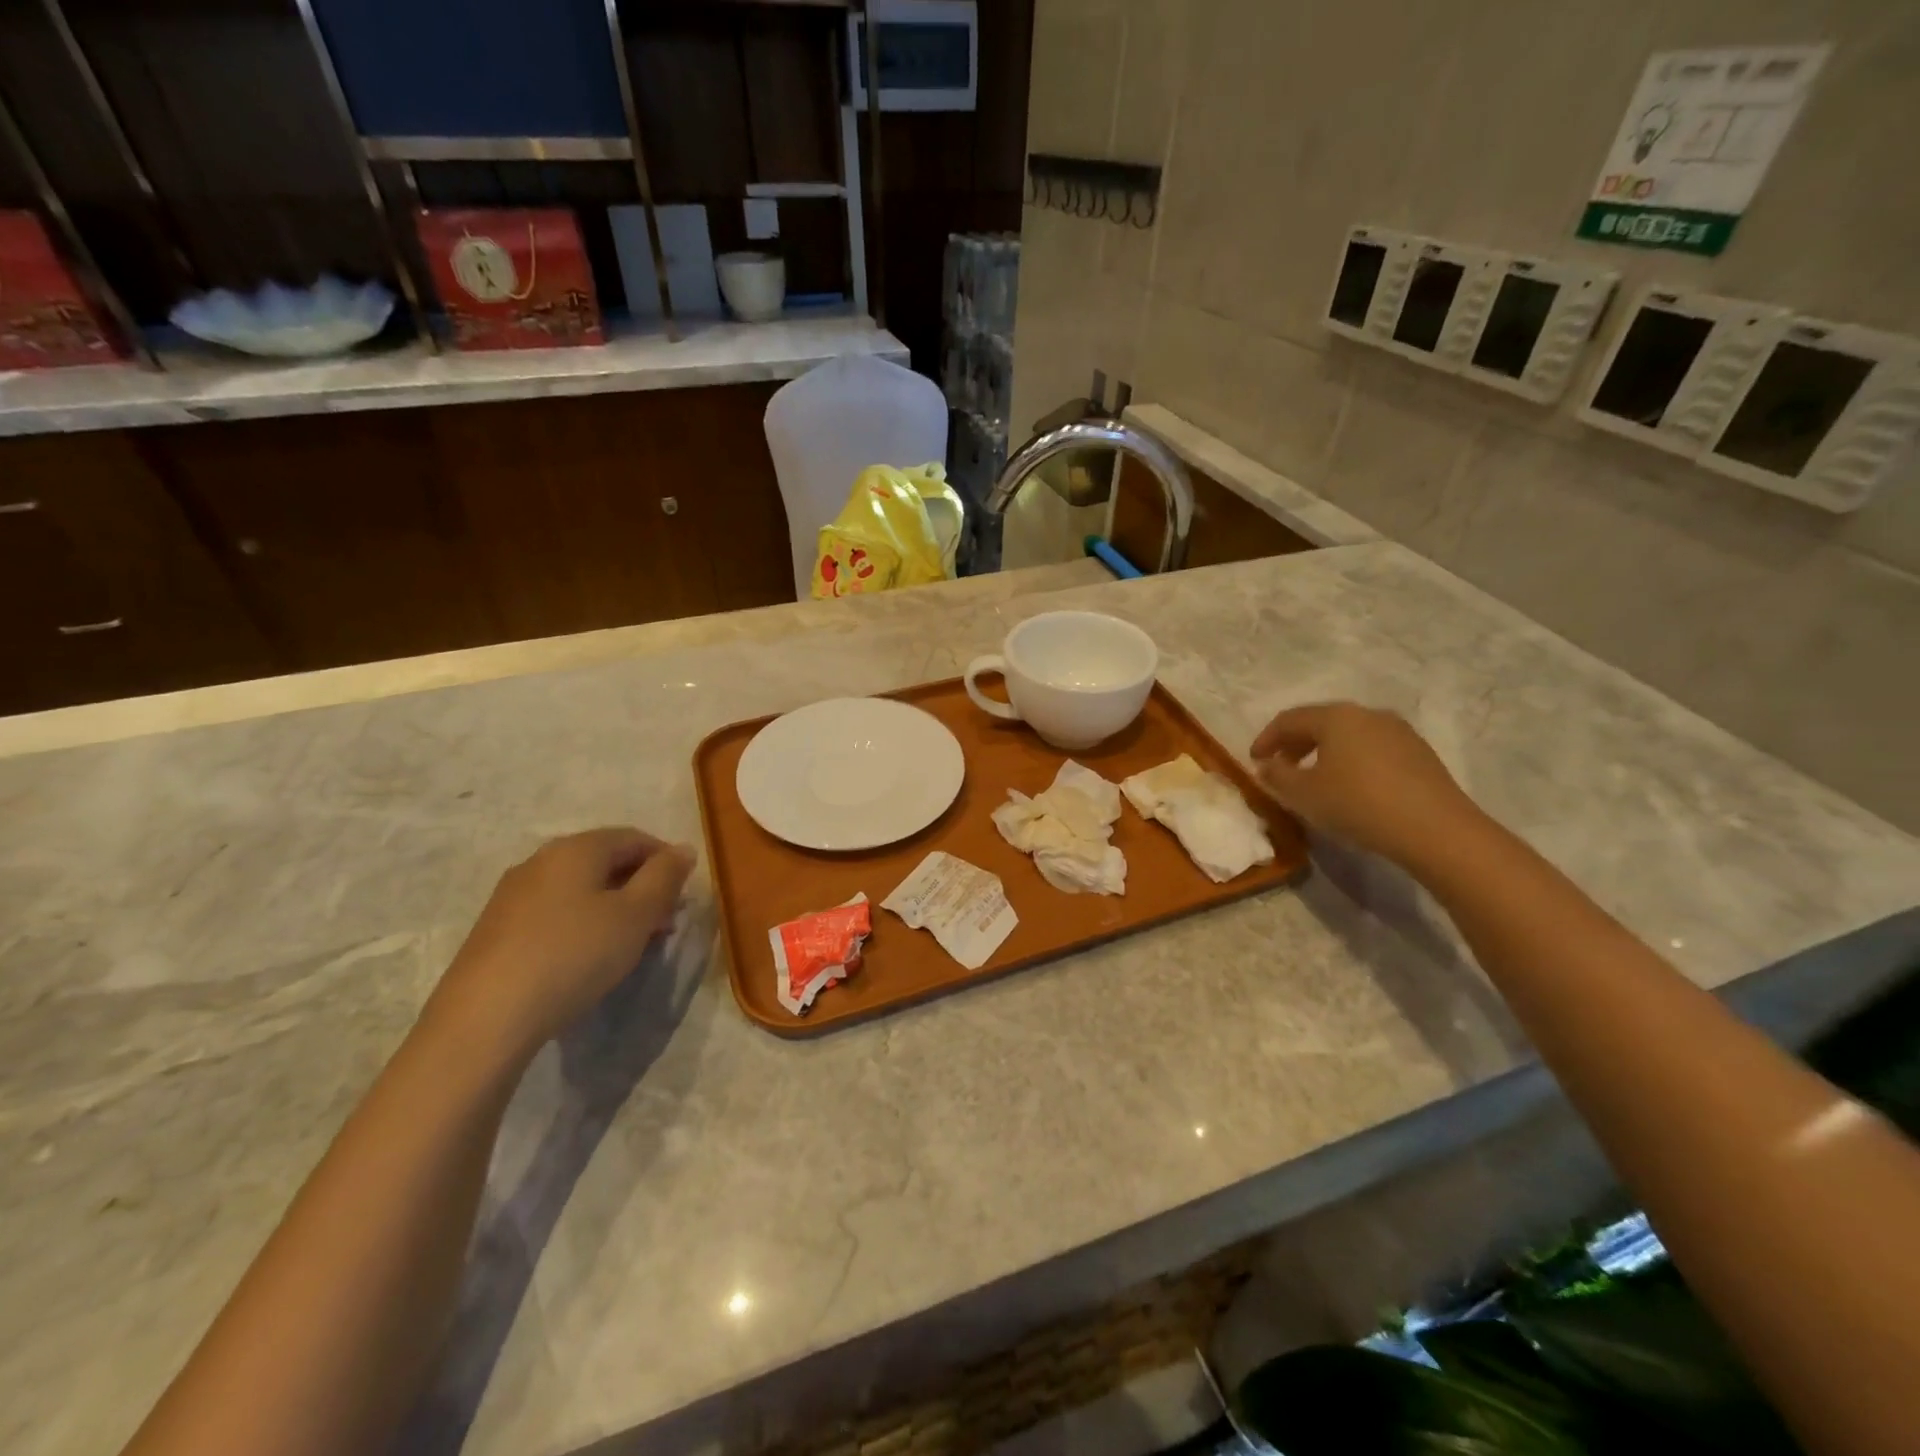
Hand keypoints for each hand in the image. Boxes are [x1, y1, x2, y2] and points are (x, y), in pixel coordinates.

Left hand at [425, 828, 694, 1063]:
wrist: (485, 1019)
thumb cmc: (574, 955)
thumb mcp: (636, 914)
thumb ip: (665, 877)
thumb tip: (684, 849)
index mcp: (577, 848)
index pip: (635, 838)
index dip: (666, 860)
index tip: (684, 894)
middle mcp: (542, 860)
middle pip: (606, 861)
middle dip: (642, 886)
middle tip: (664, 922)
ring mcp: (514, 895)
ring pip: (581, 889)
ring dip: (615, 907)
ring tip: (633, 943)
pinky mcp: (498, 929)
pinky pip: (556, 912)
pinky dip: (585, 923)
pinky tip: (591, 956)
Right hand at [1251, 702, 1482, 869]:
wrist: (1435, 829)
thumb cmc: (1358, 804)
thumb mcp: (1304, 794)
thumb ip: (1277, 776)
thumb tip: (1266, 765)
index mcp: (1336, 717)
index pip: (1289, 719)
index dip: (1266, 739)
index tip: (1254, 761)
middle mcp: (1368, 714)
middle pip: (1321, 722)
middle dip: (1295, 744)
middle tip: (1281, 767)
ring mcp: (1399, 731)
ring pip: (1349, 735)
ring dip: (1324, 752)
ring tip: (1314, 778)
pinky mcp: (1419, 753)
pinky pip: (1372, 748)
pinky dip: (1351, 760)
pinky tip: (1351, 786)